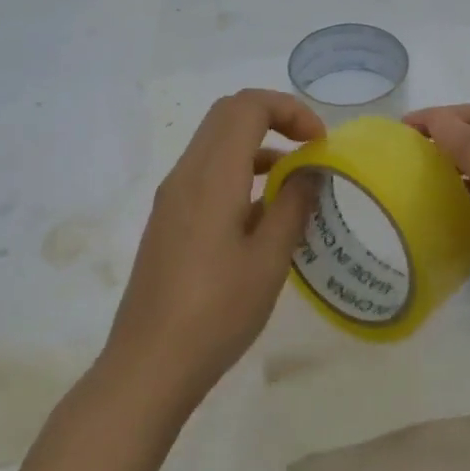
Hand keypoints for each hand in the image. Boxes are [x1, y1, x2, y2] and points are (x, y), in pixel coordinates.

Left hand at [103, 90, 324, 412]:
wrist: (149, 364)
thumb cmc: (215, 312)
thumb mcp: (268, 261)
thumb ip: (292, 207)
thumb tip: (308, 173)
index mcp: (211, 175)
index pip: (247, 106)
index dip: (289, 109)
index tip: (320, 142)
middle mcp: (185, 174)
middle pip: (228, 115)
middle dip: (274, 118)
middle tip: (311, 148)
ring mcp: (172, 197)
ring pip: (215, 143)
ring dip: (257, 146)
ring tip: (296, 183)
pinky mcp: (168, 220)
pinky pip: (206, 173)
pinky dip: (239, 172)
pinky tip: (263, 214)